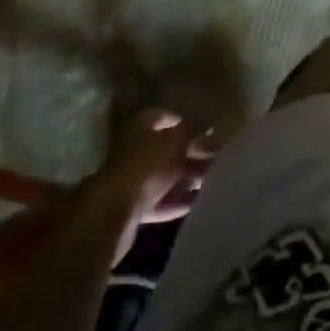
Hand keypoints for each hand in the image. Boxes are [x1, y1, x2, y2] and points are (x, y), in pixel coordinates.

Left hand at [90, 110, 215, 263]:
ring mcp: (132, 180)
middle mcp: (134, 150)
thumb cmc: (145, 165)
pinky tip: (198, 202)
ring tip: (212, 180)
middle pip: (166, 149)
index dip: (184, 121)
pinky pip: (160, 201)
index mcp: (141, 127)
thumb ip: (194, 133)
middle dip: (191, 153)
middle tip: (217, 158)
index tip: (206, 129)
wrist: (112, 213)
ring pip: (165, 176)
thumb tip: (213, 126)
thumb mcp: (175, 142)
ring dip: (186, 178)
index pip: (164, 117)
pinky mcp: (133, 208)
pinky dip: (177, 201)